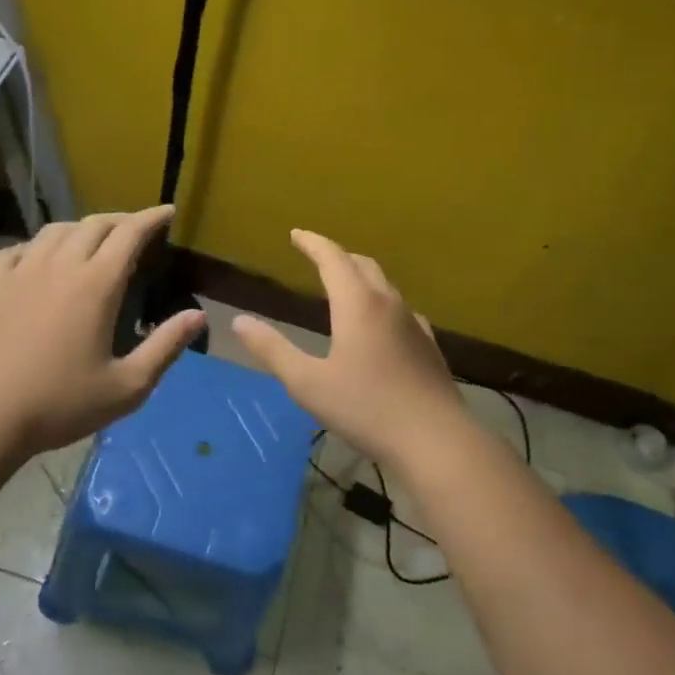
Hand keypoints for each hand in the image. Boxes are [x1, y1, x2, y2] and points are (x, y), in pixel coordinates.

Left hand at [0, 205, 206, 455]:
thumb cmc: (60, 404)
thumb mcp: (127, 386)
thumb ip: (165, 347)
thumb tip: (199, 316)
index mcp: (96, 285)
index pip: (129, 234)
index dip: (151, 218)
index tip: (167, 211)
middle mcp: (58, 265)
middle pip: (94, 224)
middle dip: (121, 220)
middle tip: (136, 230)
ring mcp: (19, 271)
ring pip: (55, 231)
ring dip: (81, 229)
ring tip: (91, 241)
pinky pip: (18, 248)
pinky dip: (39, 246)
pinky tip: (39, 260)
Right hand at [230, 230, 474, 468]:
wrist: (435, 440)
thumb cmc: (365, 408)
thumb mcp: (307, 383)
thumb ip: (272, 349)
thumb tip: (239, 320)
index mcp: (358, 305)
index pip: (333, 259)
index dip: (312, 243)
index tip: (295, 234)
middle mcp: (388, 304)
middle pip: (363, 265)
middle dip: (337, 256)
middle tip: (317, 256)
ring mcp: (414, 324)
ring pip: (385, 286)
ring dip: (361, 277)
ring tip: (344, 287)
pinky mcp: (428, 346)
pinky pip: (401, 311)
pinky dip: (381, 304)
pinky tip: (380, 325)